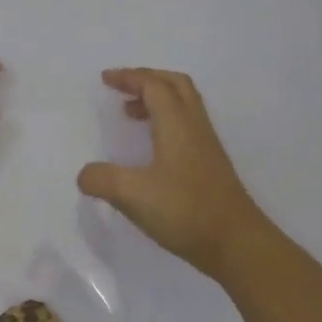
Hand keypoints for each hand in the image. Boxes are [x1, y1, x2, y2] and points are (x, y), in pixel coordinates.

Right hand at [78, 68, 274, 280]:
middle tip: (121, 89)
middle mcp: (195, 128)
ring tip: (130, 114)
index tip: (105, 80)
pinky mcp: (210, 166)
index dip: (129, 78)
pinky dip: (165, 123)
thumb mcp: (133, 195)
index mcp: (177, 125)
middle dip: (147, 80)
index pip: (154, 86)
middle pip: (175, 86)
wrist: (237, 243)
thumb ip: (102, 180)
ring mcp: (206, 147)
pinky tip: (150, 150)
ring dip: (157, 101)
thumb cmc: (185, 211)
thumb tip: (84, 175)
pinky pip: (186, 127)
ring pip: (184, 106)